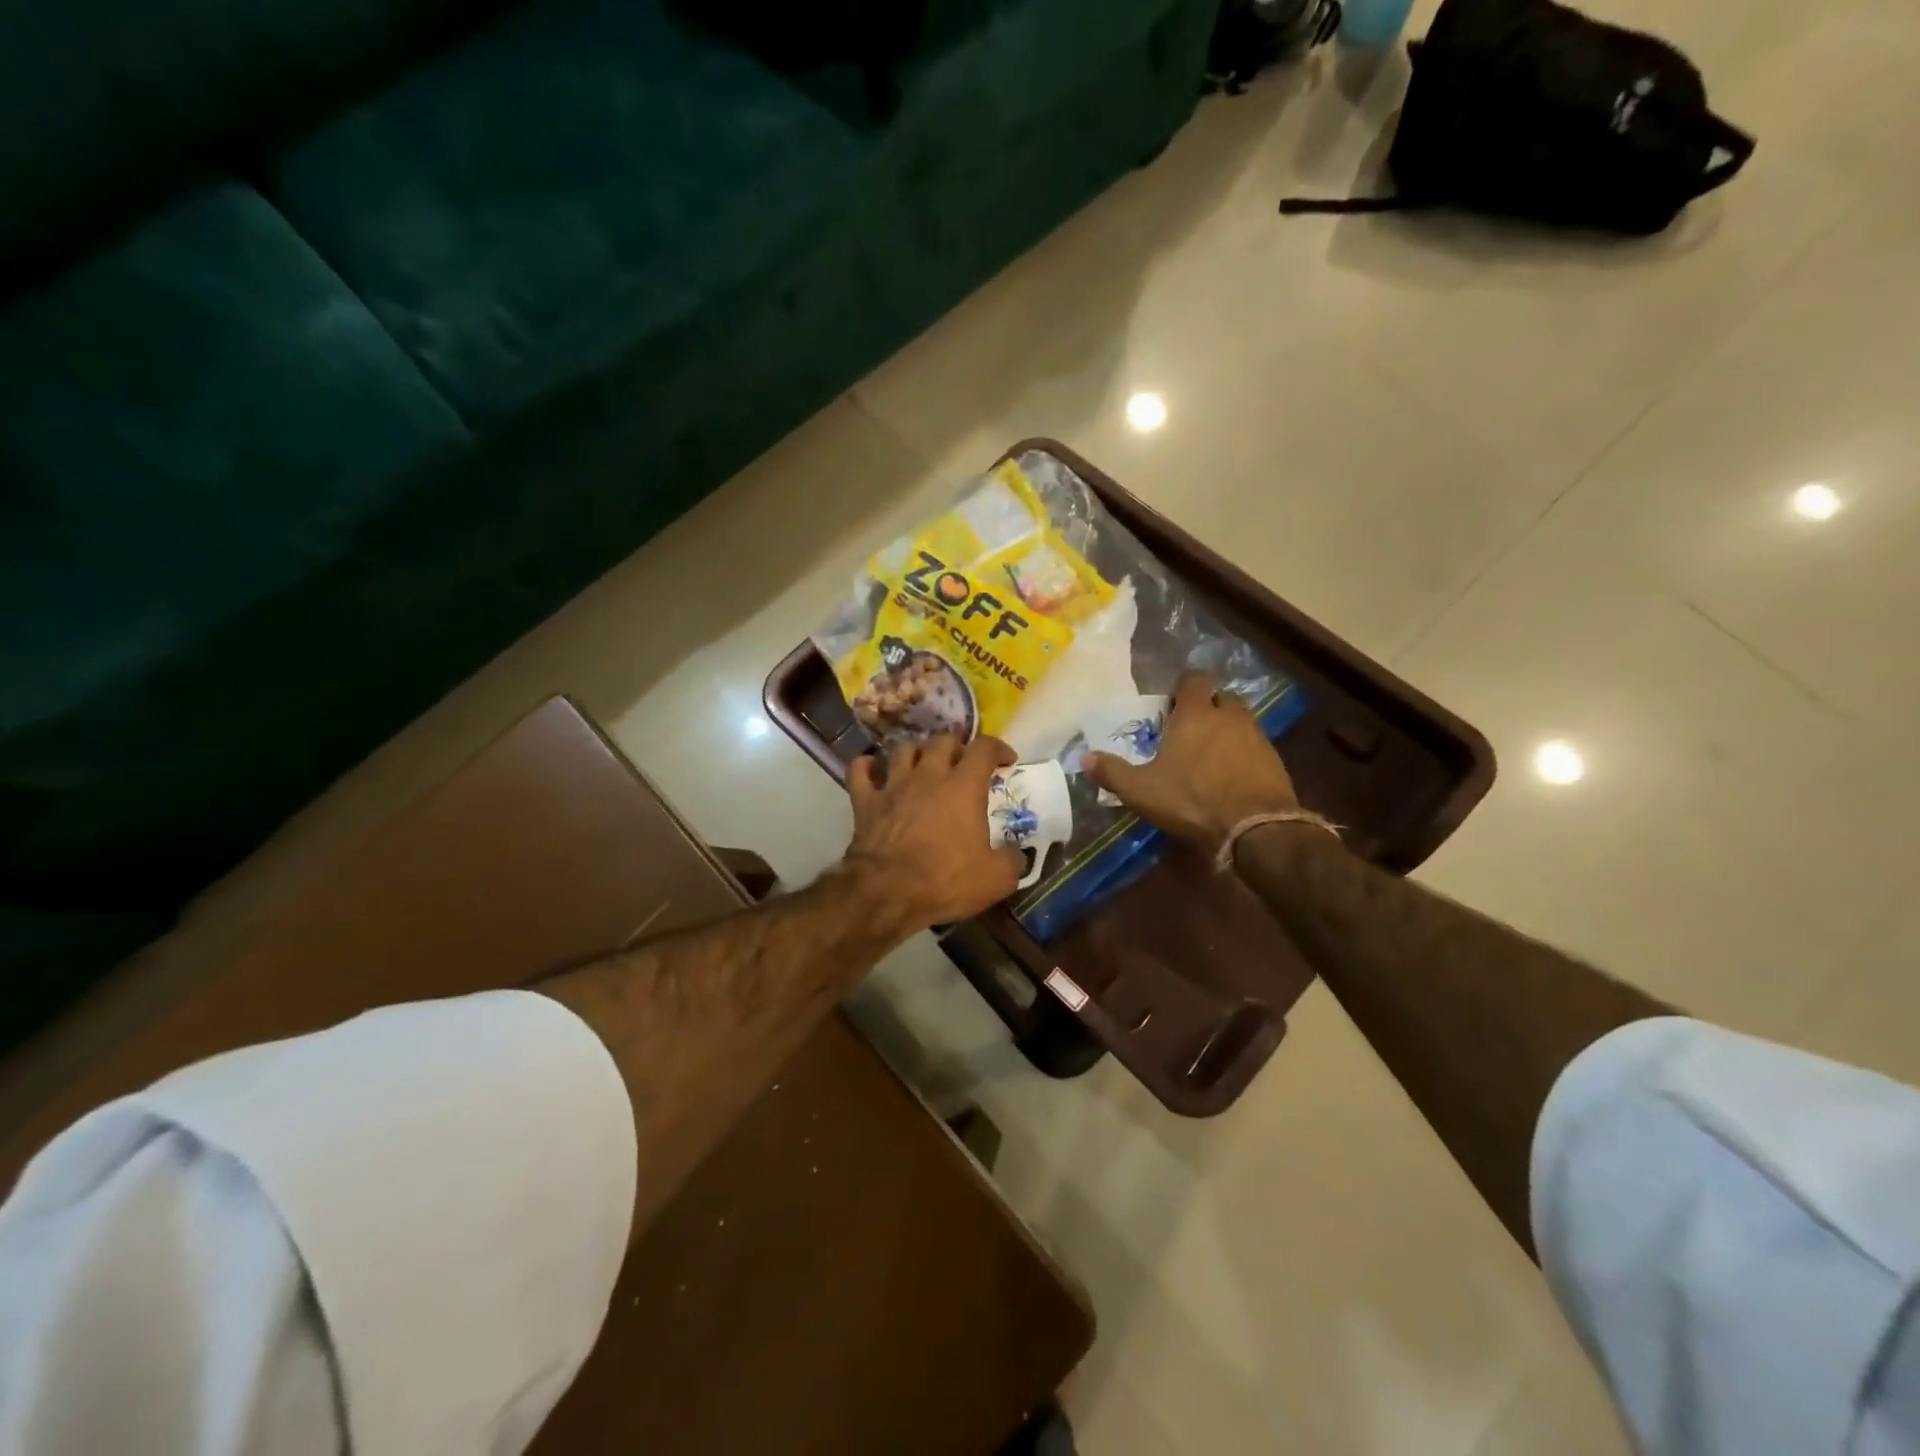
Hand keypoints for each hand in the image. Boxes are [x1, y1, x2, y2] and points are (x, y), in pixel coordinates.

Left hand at [841, 734, 1025, 933]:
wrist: (887, 892)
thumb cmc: (945, 880)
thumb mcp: (996, 879)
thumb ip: (1012, 860)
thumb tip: (1016, 854)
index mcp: (964, 786)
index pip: (984, 748)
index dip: (998, 748)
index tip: (1006, 760)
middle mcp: (928, 775)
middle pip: (942, 741)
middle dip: (957, 747)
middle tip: (963, 765)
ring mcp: (893, 785)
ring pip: (903, 749)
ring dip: (916, 752)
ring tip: (923, 764)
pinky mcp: (865, 801)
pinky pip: (860, 771)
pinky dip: (866, 766)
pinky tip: (872, 769)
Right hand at [1085, 671, 1299, 851]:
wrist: (1255, 826)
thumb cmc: (1192, 799)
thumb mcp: (1142, 790)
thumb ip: (1113, 772)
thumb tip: (1085, 758)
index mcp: (1195, 714)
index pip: (1194, 679)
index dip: (1183, 687)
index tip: (1172, 704)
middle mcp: (1229, 716)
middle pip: (1220, 697)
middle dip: (1206, 707)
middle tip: (1189, 729)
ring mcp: (1256, 736)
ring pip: (1240, 721)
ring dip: (1226, 730)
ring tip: (1209, 754)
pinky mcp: (1275, 760)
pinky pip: (1255, 746)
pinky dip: (1243, 753)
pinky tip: (1231, 776)